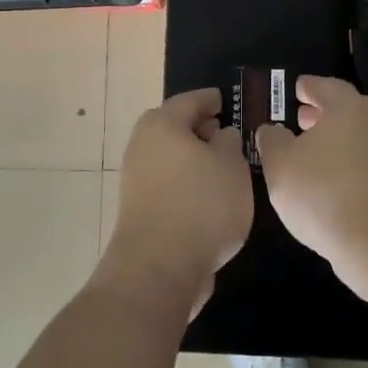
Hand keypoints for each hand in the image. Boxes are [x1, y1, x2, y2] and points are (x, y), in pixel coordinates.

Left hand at [99, 88, 253, 314]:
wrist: (158, 267)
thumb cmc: (202, 206)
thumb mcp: (232, 167)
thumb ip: (230, 143)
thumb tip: (220, 135)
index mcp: (163, 124)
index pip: (189, 100)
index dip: (210, 99)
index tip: (226, 101)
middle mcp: (142, 145)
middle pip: (171, 126)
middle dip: (197, 128)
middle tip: (222, 133)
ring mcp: (135, 178)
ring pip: (167, 156)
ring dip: (190, 158)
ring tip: (221, 169)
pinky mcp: (137, 207)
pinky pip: (165, 181)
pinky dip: (183, 181)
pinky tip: (206, 197)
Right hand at [256, 75, 367, 282]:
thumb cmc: (323, 193)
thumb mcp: (280, 164)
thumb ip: (272, 140)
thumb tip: (271, 129)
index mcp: (349, 107)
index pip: (326, 86)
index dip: (308, 87)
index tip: (296, 88)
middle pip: (347, 110)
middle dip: (322, 114)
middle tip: (300, 119)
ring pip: (359, 136)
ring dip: (337, 140)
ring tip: (312, 153)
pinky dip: (350, 163)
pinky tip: (332, 181)